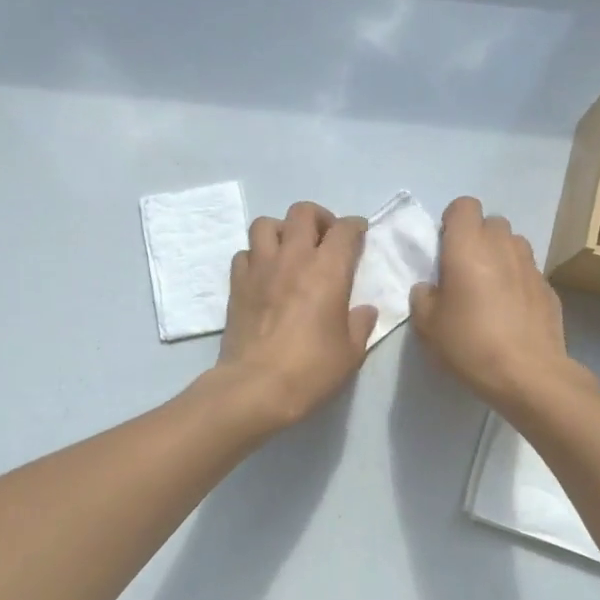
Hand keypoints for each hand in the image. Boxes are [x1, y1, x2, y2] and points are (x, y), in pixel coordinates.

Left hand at [214, 201, 377, 429]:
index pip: (345, 229)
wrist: (256, 387)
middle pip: (303, 212)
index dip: (355, 227)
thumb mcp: (351, 352)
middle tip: (325, 238)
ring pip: (266, 224)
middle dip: (318, 218)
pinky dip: (256, 256)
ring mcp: (260, 268)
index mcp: (328, 269)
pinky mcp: (236, 284)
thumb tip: (363, 310)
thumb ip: (360, 324)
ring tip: (290, 250)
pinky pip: (245, 253)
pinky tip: (264, 275)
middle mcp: (293, 258)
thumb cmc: (311, 369)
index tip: (359, 234)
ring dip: (281, 230)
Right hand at [409, 197, 576, 413]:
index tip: (445, 248)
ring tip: (491, 288)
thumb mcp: (427, 326)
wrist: (527, 374)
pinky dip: (518, 281)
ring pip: (514, 244)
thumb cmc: (469, 344)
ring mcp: (531, 266)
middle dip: (478, 237)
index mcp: (467, 247)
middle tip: (466, 270)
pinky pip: (529, 271)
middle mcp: (502, 247)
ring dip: (501, 256)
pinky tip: (513, 312)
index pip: (464, 205)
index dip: (453, 221)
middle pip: (492, 222)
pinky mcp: (549, 288)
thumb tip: (431, 288)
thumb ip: (423, 297)